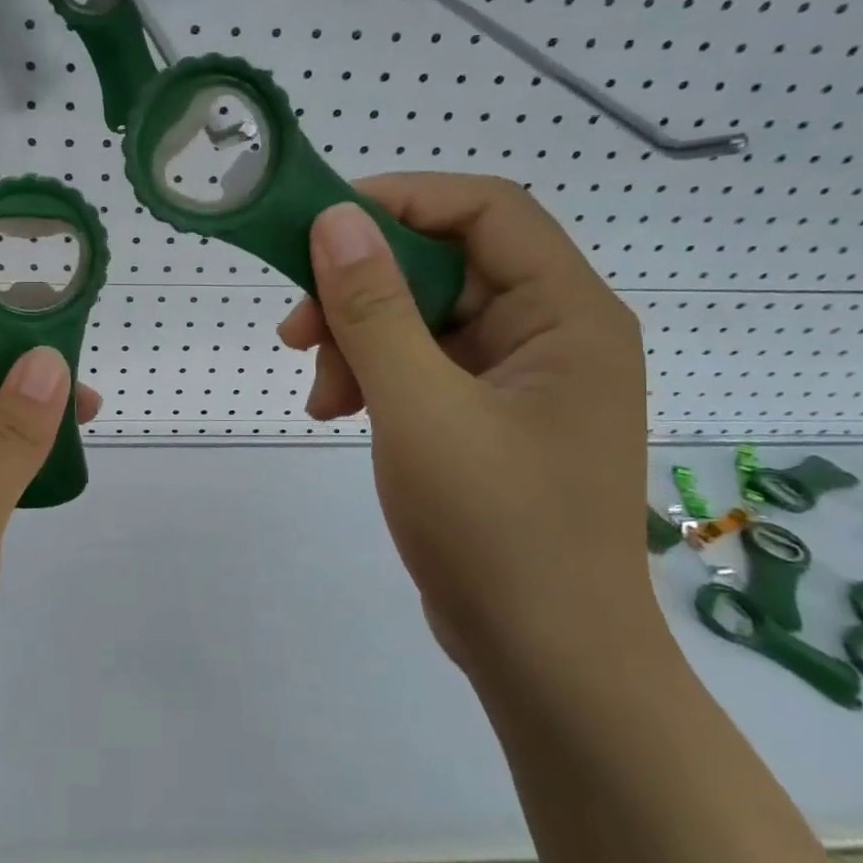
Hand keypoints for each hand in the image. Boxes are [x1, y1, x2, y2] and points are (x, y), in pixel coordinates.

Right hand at [279, 175, 658, 679]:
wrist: (546, 659)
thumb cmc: (494, 529)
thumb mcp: (419, 409)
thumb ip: (374, 310)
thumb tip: (336, 220)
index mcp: (567, 314)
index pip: (485, 210)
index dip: (400, 202)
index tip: (318, 228)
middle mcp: (553, 333)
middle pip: (445, 266)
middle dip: (362, 291)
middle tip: (296, 332)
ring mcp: (521, 380)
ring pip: (424, 319)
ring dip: (360, 342)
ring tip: (319, 396)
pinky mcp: (490, 419)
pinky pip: (424, 367)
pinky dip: (375, 378)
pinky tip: (337, 411)